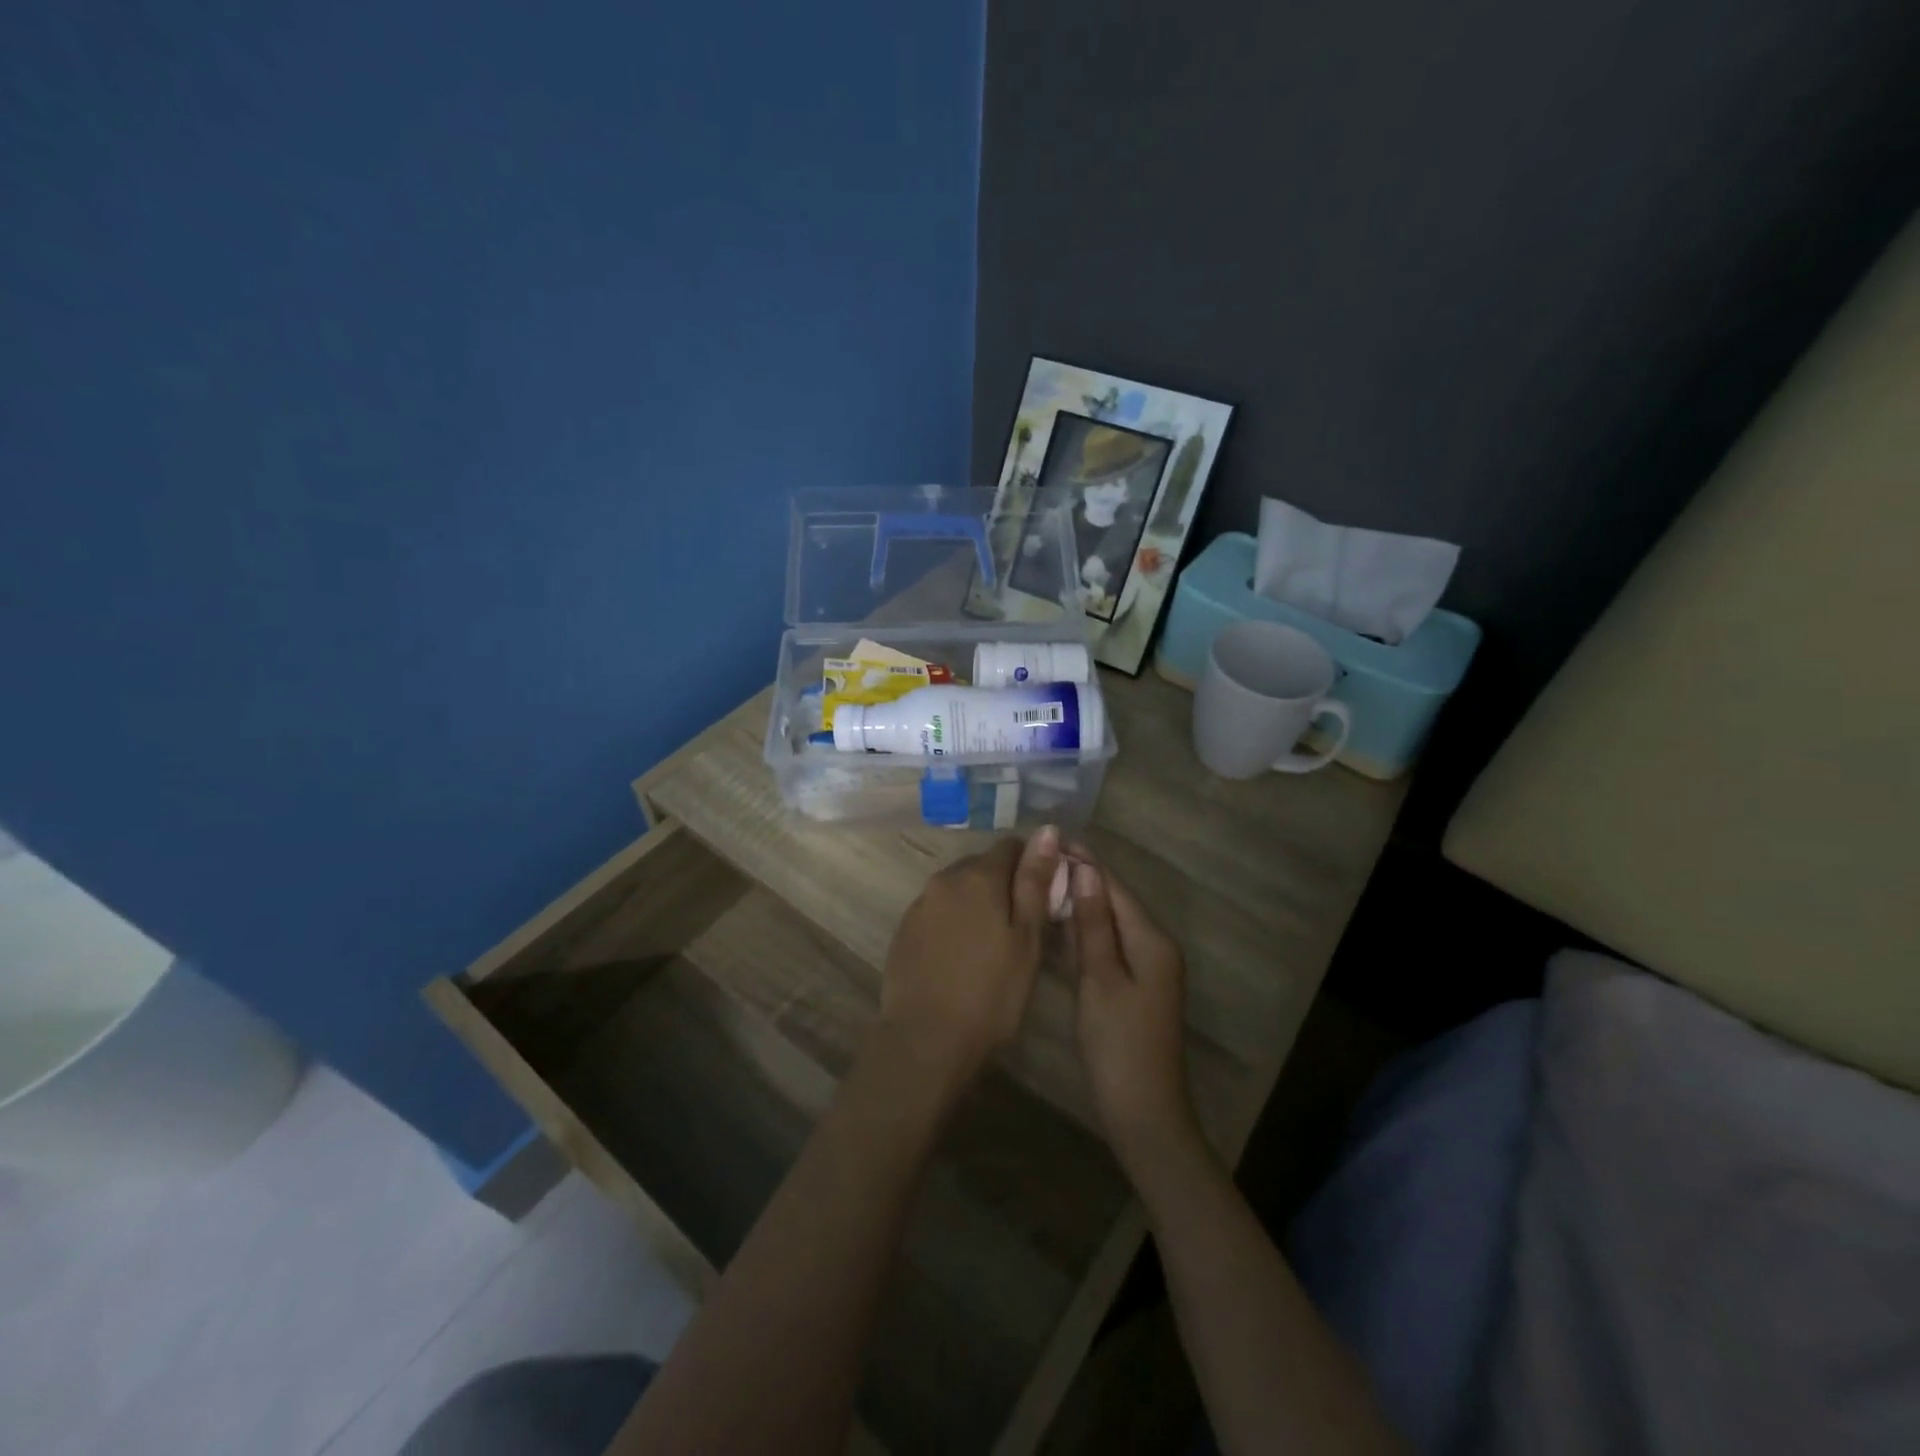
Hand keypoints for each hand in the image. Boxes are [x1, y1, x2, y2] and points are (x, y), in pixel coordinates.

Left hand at [876, 826, 1060, 1091]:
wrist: (925, 1039)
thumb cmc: (991, 993)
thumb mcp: (1026, 940)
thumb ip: (1034, 882)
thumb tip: (1047, 830)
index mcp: (979, 876)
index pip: (1011, 846)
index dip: (1032, 865)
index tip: (1043, 896)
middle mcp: (945, 879)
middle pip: (981, 866)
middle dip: (1002, 884)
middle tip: (1020, 926)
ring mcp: (920, 904)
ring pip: (957, 889)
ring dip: (975, 903)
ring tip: (989, 944)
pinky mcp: (904, 929)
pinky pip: (936, 911)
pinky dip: (952, 922)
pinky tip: (959, 956)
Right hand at [1066, 850, 1201, 1173]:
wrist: (1144, 1113)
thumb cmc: (1118, 1044)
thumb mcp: (1101, 979)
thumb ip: (1094, 924)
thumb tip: (1087, 870)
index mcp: (1151, 940)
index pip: (1114, 886)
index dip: (1084, 862)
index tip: (1049, 841)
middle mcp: (1153, 947)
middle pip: (1113, 902)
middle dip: (1080, 880)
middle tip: (1035, 863)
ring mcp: (1145, 969)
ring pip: (1108, 924)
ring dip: (1079, 905)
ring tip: (1039, 885)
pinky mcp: (1132, 988)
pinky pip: (1106, 947)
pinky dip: (1083, 934)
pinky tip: (1055, 927)